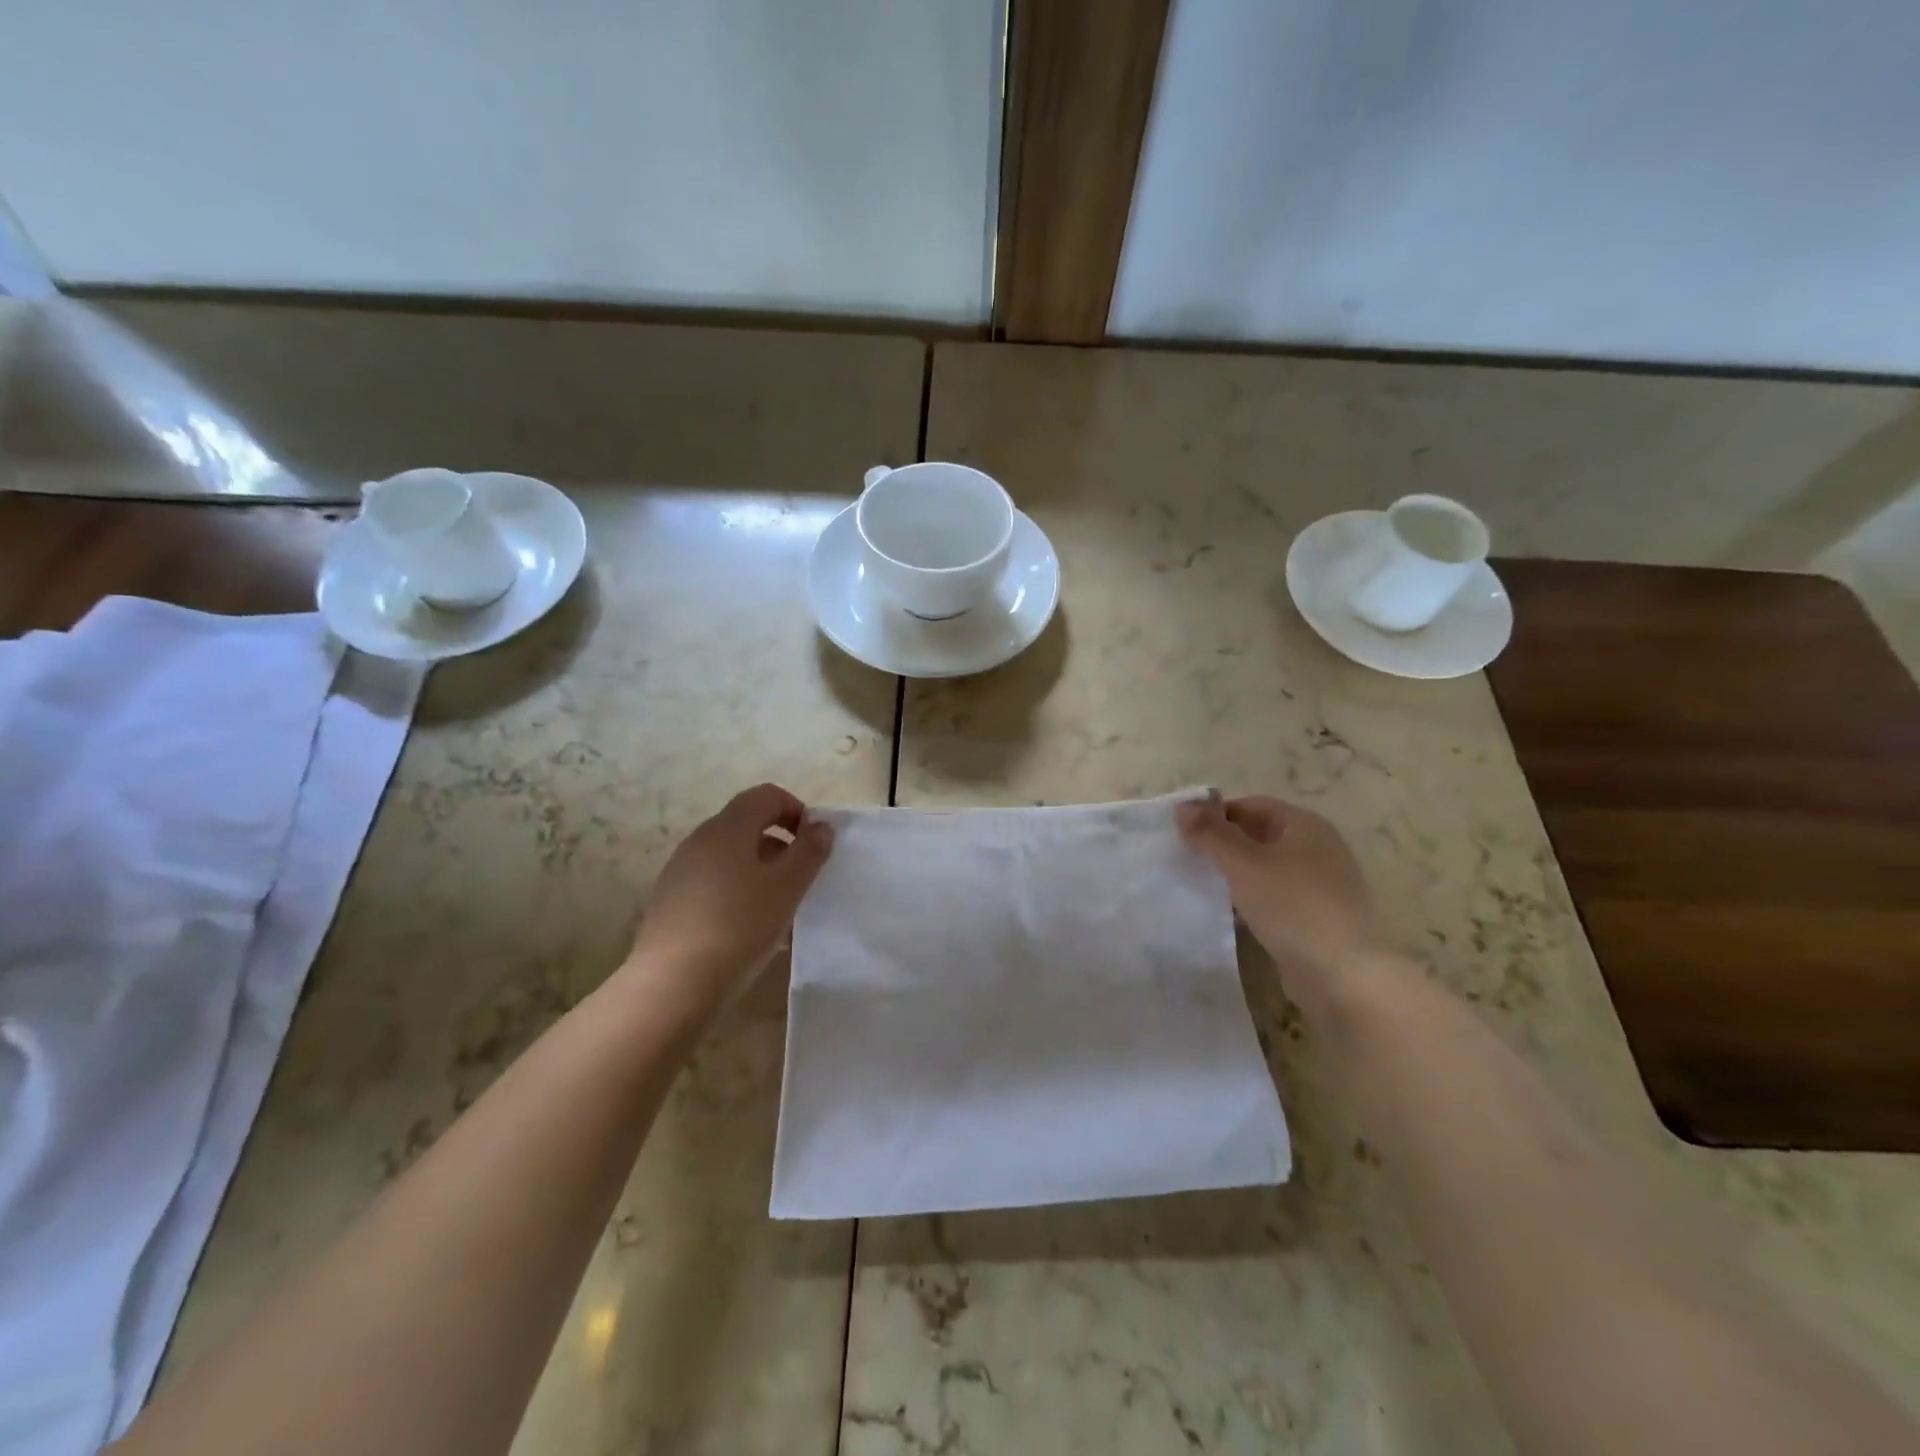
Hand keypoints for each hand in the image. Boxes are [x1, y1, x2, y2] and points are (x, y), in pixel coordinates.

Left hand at [624, 783, 833, 1008]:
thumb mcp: (788, 886)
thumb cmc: (739, 926)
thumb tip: (820, 826)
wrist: (673, 983)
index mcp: (728, 827)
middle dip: (779, 843)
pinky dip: (736, 890)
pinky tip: (746, 927)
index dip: (796, 811)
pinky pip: (712, 881)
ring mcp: (680, 870)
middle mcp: (700, 839)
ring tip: (776, 907)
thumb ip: (809, 851)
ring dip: (759, 869)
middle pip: (746, 823)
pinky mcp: (670, 900)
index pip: (766, 795)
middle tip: (799, 878)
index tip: (812, 845)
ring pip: (730, 855)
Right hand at [1178, 794, 1384, 993]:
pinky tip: (1230, 915)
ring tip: (1202, 887)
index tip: (1184, 835)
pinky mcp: (1318, 916)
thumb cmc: (1292, 907)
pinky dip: (1251, 899)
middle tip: (1188, 860)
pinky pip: (1276, 896)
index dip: (1215, 815)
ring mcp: (1321, 884)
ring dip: (1235, 874)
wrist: (1345, 976)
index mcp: (1305, 825)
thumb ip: (1210, 833)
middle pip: (1259, 835)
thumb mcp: (1243, 864)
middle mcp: (1318, 847)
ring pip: (1266, 868)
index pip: (1250, 805)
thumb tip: (1182, 805)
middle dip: (1223, 845)